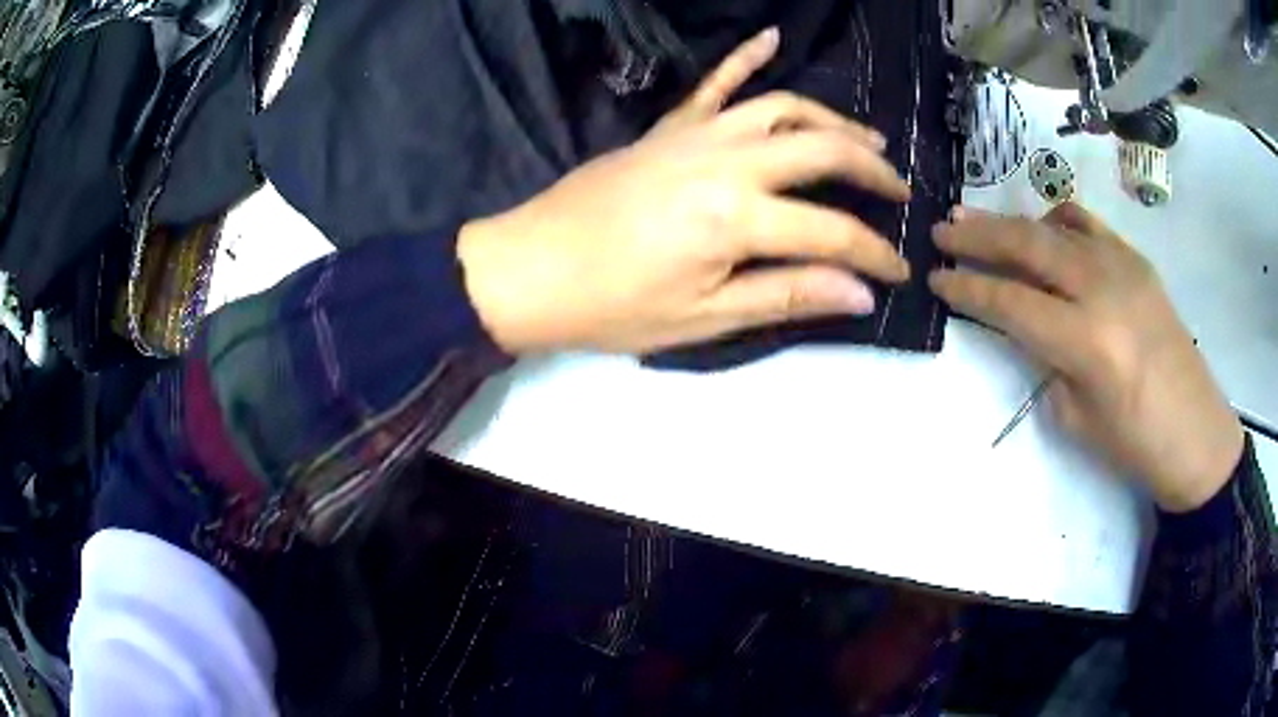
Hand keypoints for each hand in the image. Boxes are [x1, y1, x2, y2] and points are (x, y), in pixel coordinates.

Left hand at [457, 28, 909, 353]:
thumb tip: (860, 295)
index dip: (875, 253)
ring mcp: (694, 135)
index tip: (901, 270)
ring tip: (867, 137)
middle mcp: (725, 161)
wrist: (530, 268)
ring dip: (832, 120)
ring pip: (782, 107)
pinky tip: (771, 37)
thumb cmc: (611, 306)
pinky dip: (746, 57)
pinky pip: (715, 83)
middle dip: (871, 170)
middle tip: (898, 190)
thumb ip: (786, 296)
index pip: (832, 232)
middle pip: (821, 149)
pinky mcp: (667, 127)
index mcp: (734, 217)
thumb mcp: (703, 318)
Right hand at [930, 203, 1243, 512]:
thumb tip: (1026, 326)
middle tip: (942, 229)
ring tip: (976, 218)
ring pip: (1055, 228)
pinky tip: (1042, 226)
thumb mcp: (1077, 418)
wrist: (1196, 433)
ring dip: (1011, 222)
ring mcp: (1124, 266)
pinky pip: (1089, 225)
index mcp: (1086, 341)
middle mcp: (1103, 289)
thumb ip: (1046, 361)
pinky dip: (1057, 220)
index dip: (968, 289)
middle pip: (1028, 247)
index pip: (1011, 303)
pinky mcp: (1137, 261)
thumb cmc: (1136, 444)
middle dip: (979, 237)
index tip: (935, 279)